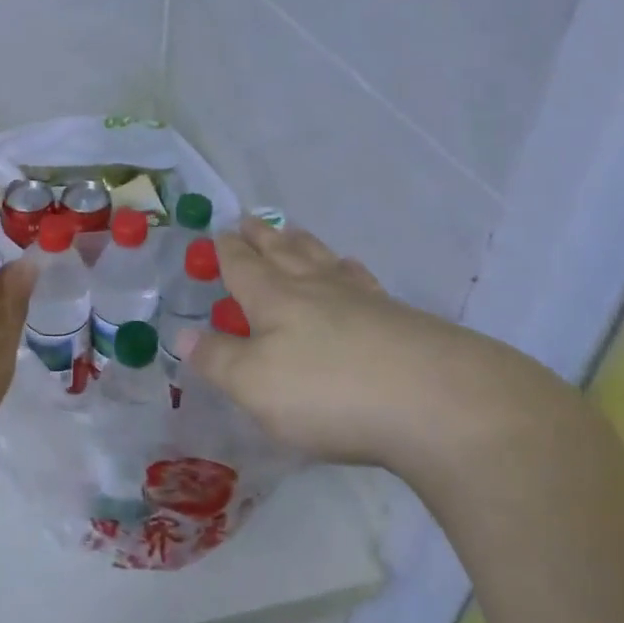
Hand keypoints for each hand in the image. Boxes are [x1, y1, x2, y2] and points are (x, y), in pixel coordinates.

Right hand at [188, 219, 573, 485]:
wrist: (441, 403)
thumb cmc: (330, 392)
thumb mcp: (255, 385)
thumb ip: (218, 360)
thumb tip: (183, 335)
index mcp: (276, 299)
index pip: (243, 266)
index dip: (228, 251)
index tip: (219, 232)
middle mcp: (317, 289)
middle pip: (285, 253)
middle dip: (264, 237)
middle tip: (251, 220)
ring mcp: (364, 301)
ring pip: (326, 261)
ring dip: (305, 246)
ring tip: (298, 234)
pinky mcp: (403, 321)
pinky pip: (364, 282)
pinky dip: (350, 271)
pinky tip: (357, 276)